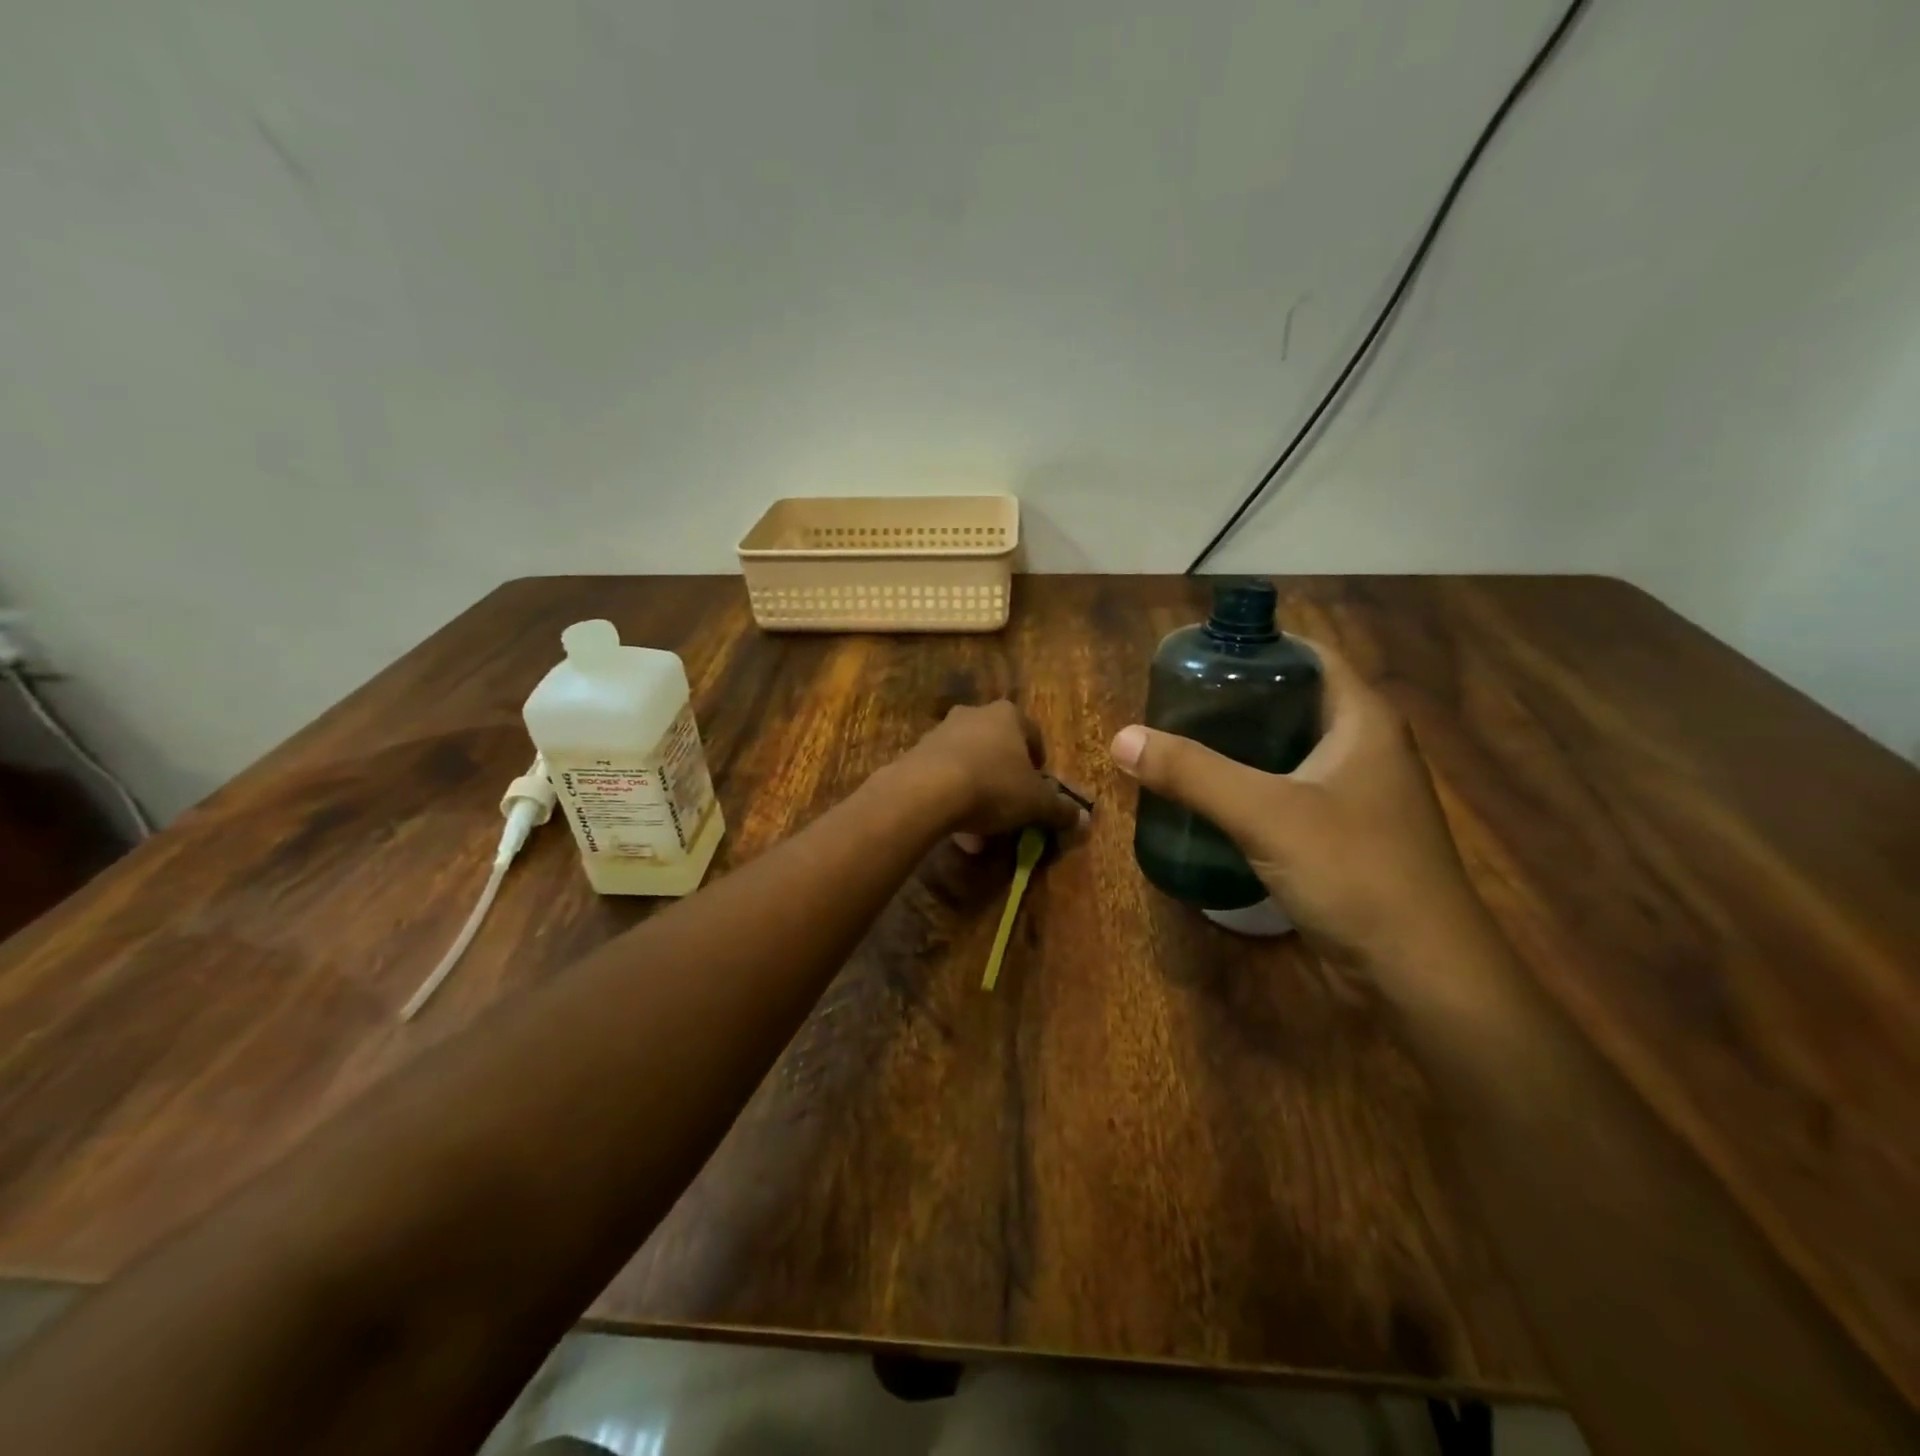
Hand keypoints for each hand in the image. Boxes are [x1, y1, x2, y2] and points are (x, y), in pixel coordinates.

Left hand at [894, 701, 1083, 844]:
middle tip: (1011, 811)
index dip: (1039, 765)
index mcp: (1008, 715)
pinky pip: (943, 777)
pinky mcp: (916, 754)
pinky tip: (955, 830)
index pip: (1033, 734)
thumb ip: (1060, 809)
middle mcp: (974, 715)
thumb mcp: (1036, 803)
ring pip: (969, 765)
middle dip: (1006, 781)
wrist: (927, 791)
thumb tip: (1082, 818)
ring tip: (981, 833)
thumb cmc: (994, 786)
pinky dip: (953, 799)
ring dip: (978, 794)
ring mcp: (941, 732)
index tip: (1039, 791)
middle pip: (998, 749)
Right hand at [1109, 641, 1487, 971]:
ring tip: (1181, 747)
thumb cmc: (1355, 872)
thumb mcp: (1266, 814)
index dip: (1256, 648)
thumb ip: (1193, 773)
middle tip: (1175, 707)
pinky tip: (1212, 800)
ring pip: (1289, 752)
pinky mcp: (1345, 836)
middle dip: (1235, 700)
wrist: (1420, 974)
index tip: (1197, 659)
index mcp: (1363, 721)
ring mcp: (1358, 796)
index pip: (1309, 656)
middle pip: (1294, 702)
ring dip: (1240, 748)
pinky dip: (1251, 788)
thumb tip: (1122, 738)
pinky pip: (1290, 793)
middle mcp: (1366, 748)